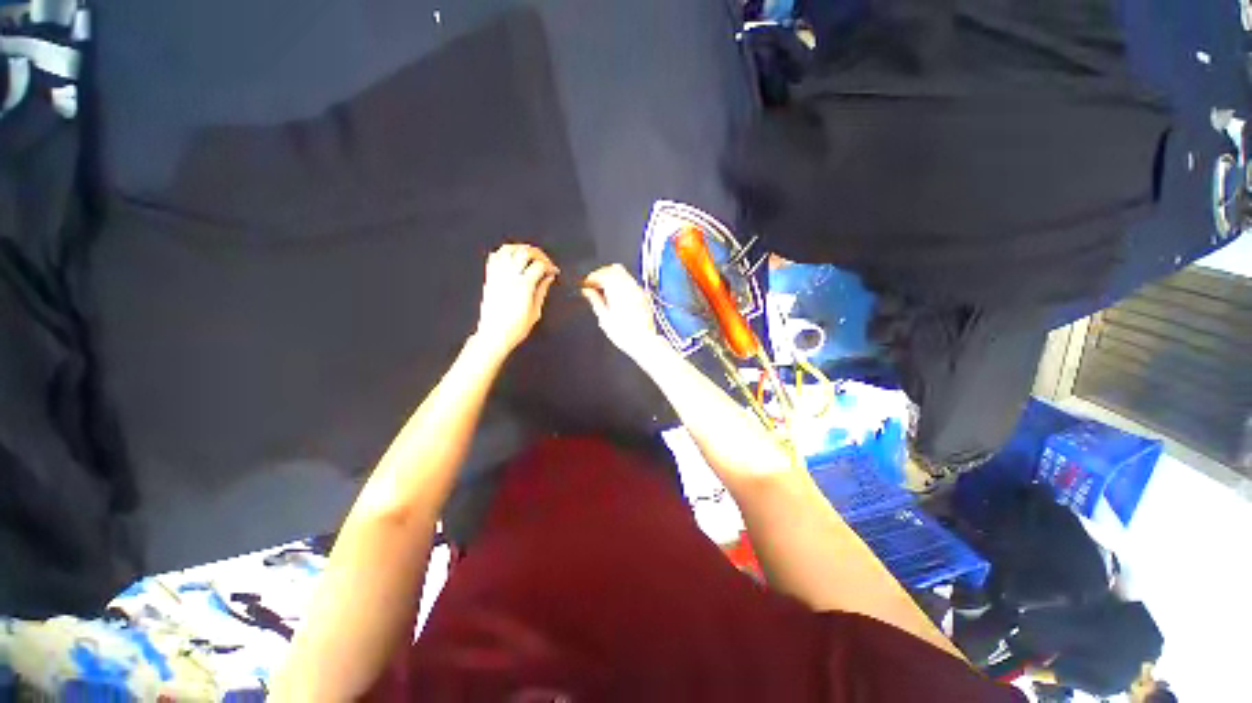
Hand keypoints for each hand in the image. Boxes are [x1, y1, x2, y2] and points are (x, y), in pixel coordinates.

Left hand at [472, 244, 558, 359]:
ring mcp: (498, 276)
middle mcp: (509, 277)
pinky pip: (494, 257)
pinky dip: (503, 253)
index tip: (553, 271)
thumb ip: (542, 291)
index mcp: (523, 286)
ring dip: (520, 249)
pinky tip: (511, 258)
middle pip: (524, 252)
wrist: (494, 335)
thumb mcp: (535, 311)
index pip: (539, 265)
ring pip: (508, 249)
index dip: (549, 266)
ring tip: (529, 255)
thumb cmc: (515, 328)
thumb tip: (548, 278)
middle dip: (538, 253)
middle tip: (544, 261)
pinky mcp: (489, 279)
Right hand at [581, 264, 668, 361]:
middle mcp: (629, 287)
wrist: (643, 341)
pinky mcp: (643, 295)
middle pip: (613, 269)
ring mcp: (638, 290)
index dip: (591, 278)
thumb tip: (587, 291)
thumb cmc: (625, 334)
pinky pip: (630, 282)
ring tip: (603, 291)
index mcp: (618, 290)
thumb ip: (595, 300)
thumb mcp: (604, 318)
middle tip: (593, 285)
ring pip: (623, 274)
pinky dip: (620, 284)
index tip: (585, 284)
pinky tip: (615, 295)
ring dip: (611, 278)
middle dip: (601, 274)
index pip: (602, 274)